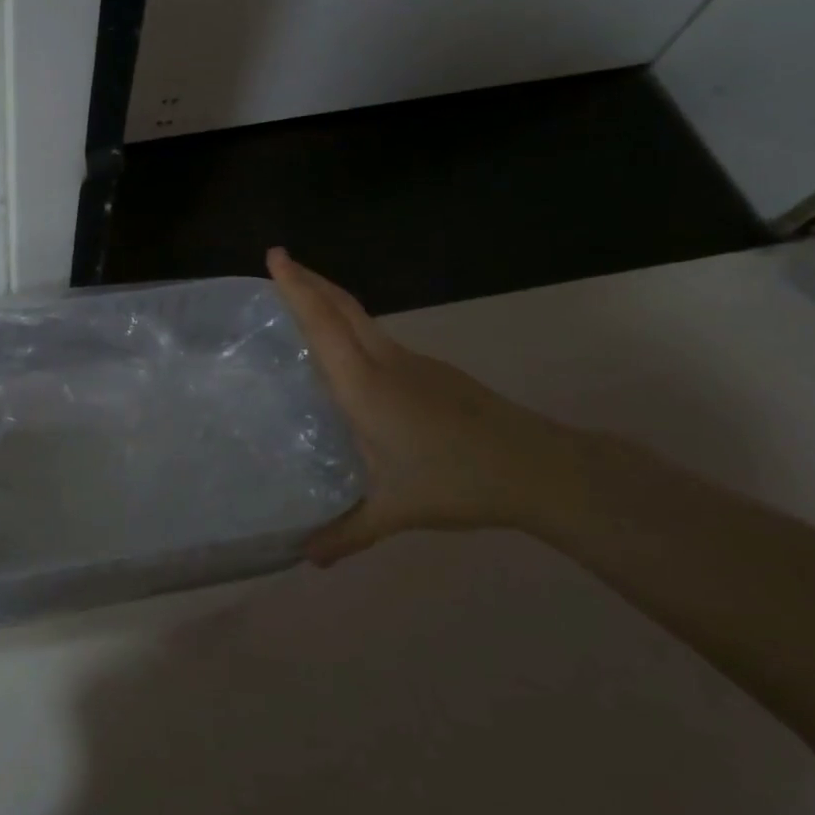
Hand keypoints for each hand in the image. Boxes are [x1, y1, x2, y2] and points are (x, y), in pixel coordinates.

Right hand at [268, 247, 564, 563]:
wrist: (539, 468)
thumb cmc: (456, 481)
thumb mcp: (394, 511)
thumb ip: (346, 533)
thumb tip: (306, 559)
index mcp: (365, 386)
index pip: (324, 325)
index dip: (297, 288)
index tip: (275, 255)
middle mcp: (386, 363)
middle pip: (344, 307)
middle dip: (310, 280)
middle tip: (280, 263)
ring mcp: (414, 364)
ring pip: (363, 321)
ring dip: (332, 303)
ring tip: (304, 307)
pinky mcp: (434, 374)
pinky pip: (380, 340)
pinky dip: (353, 331)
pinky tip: (350, 361)